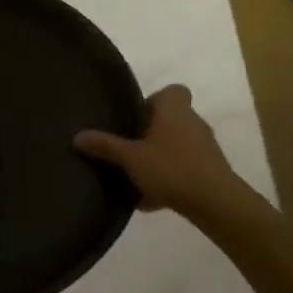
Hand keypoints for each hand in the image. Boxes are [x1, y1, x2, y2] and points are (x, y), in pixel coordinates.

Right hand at [74, 85, 237, 216]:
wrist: (214, 202)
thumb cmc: (171, 169)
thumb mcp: (130, 158)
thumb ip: (105, 146)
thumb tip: (77, 135)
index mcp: (174, 110)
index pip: (171, 91)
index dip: (153, 101)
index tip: (135, 119)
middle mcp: (193, 122)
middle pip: (170, 120)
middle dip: (150, 134)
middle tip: (129, 149)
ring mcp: (204, 146)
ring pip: (176, 146)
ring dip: (159, 158)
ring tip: (136, 177)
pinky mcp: (210, 169)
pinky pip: (183, 168)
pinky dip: (169, 179)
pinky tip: (150, 200)